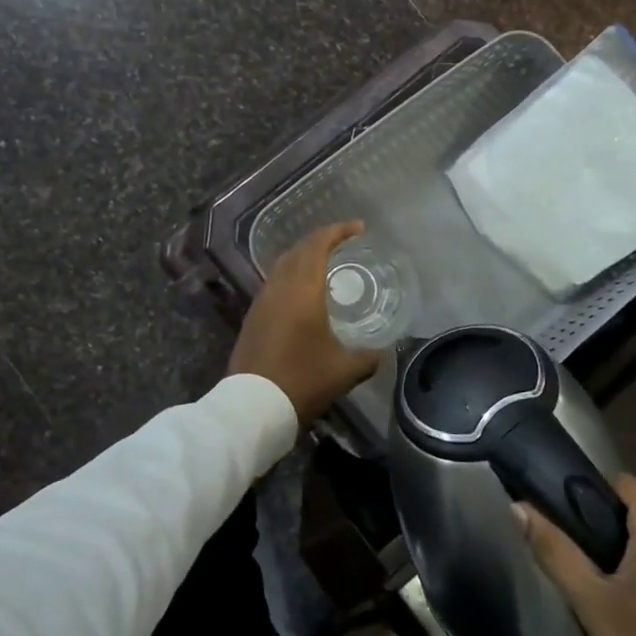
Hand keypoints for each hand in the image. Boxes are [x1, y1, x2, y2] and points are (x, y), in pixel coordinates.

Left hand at [228, 220, 382, 424]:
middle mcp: (278, 287)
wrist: (252, 407)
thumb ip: (368, 356)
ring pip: (282, 266)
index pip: (318, 244)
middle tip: (344, 244)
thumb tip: (382, 351)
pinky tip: (303, 296)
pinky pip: (274, 284)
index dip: (338, 231)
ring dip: (304, 259)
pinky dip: (292, 278)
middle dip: (321, 241)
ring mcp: (261, 302)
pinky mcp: (252, 318)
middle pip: (298, 250)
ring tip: (326, 267)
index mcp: (303, 289)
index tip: (358, 228)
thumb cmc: (302, 380)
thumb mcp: (345, 370)